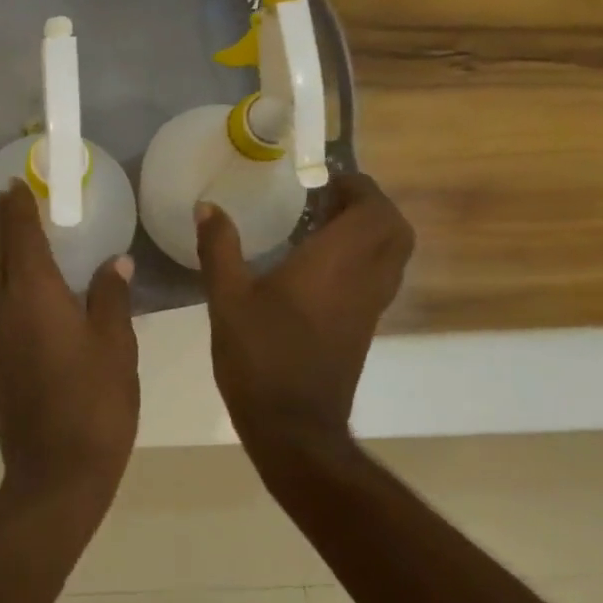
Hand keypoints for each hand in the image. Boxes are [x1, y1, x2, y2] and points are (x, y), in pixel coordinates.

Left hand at [0, 182, 138, 512]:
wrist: (55, 472)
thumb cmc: (94, 404)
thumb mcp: (116, 346)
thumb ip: (111, 297)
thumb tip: (115, 261)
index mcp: (34, 294)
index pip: (21, 235)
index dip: (18, 207)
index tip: (16, 183)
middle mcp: (4, 306)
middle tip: (6, 195)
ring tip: (6, 227)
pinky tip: (13, 281)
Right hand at [196, 172, 413, 478]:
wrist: (293, 425)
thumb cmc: (259, 356)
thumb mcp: (227, 298)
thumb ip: (219, 248)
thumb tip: (208, 206)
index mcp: (335, 264)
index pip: (373, 209)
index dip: (358, 186)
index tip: (323, 178)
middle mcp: (364, 279)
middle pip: (395, 229)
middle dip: (370, 205)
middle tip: (327, 198)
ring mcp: (369, 307)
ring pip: (393, 254)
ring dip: (370, 231)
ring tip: (323, 225)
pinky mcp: (364, 328)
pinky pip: (379, 277)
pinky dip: (363, 257)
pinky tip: (319, 265)